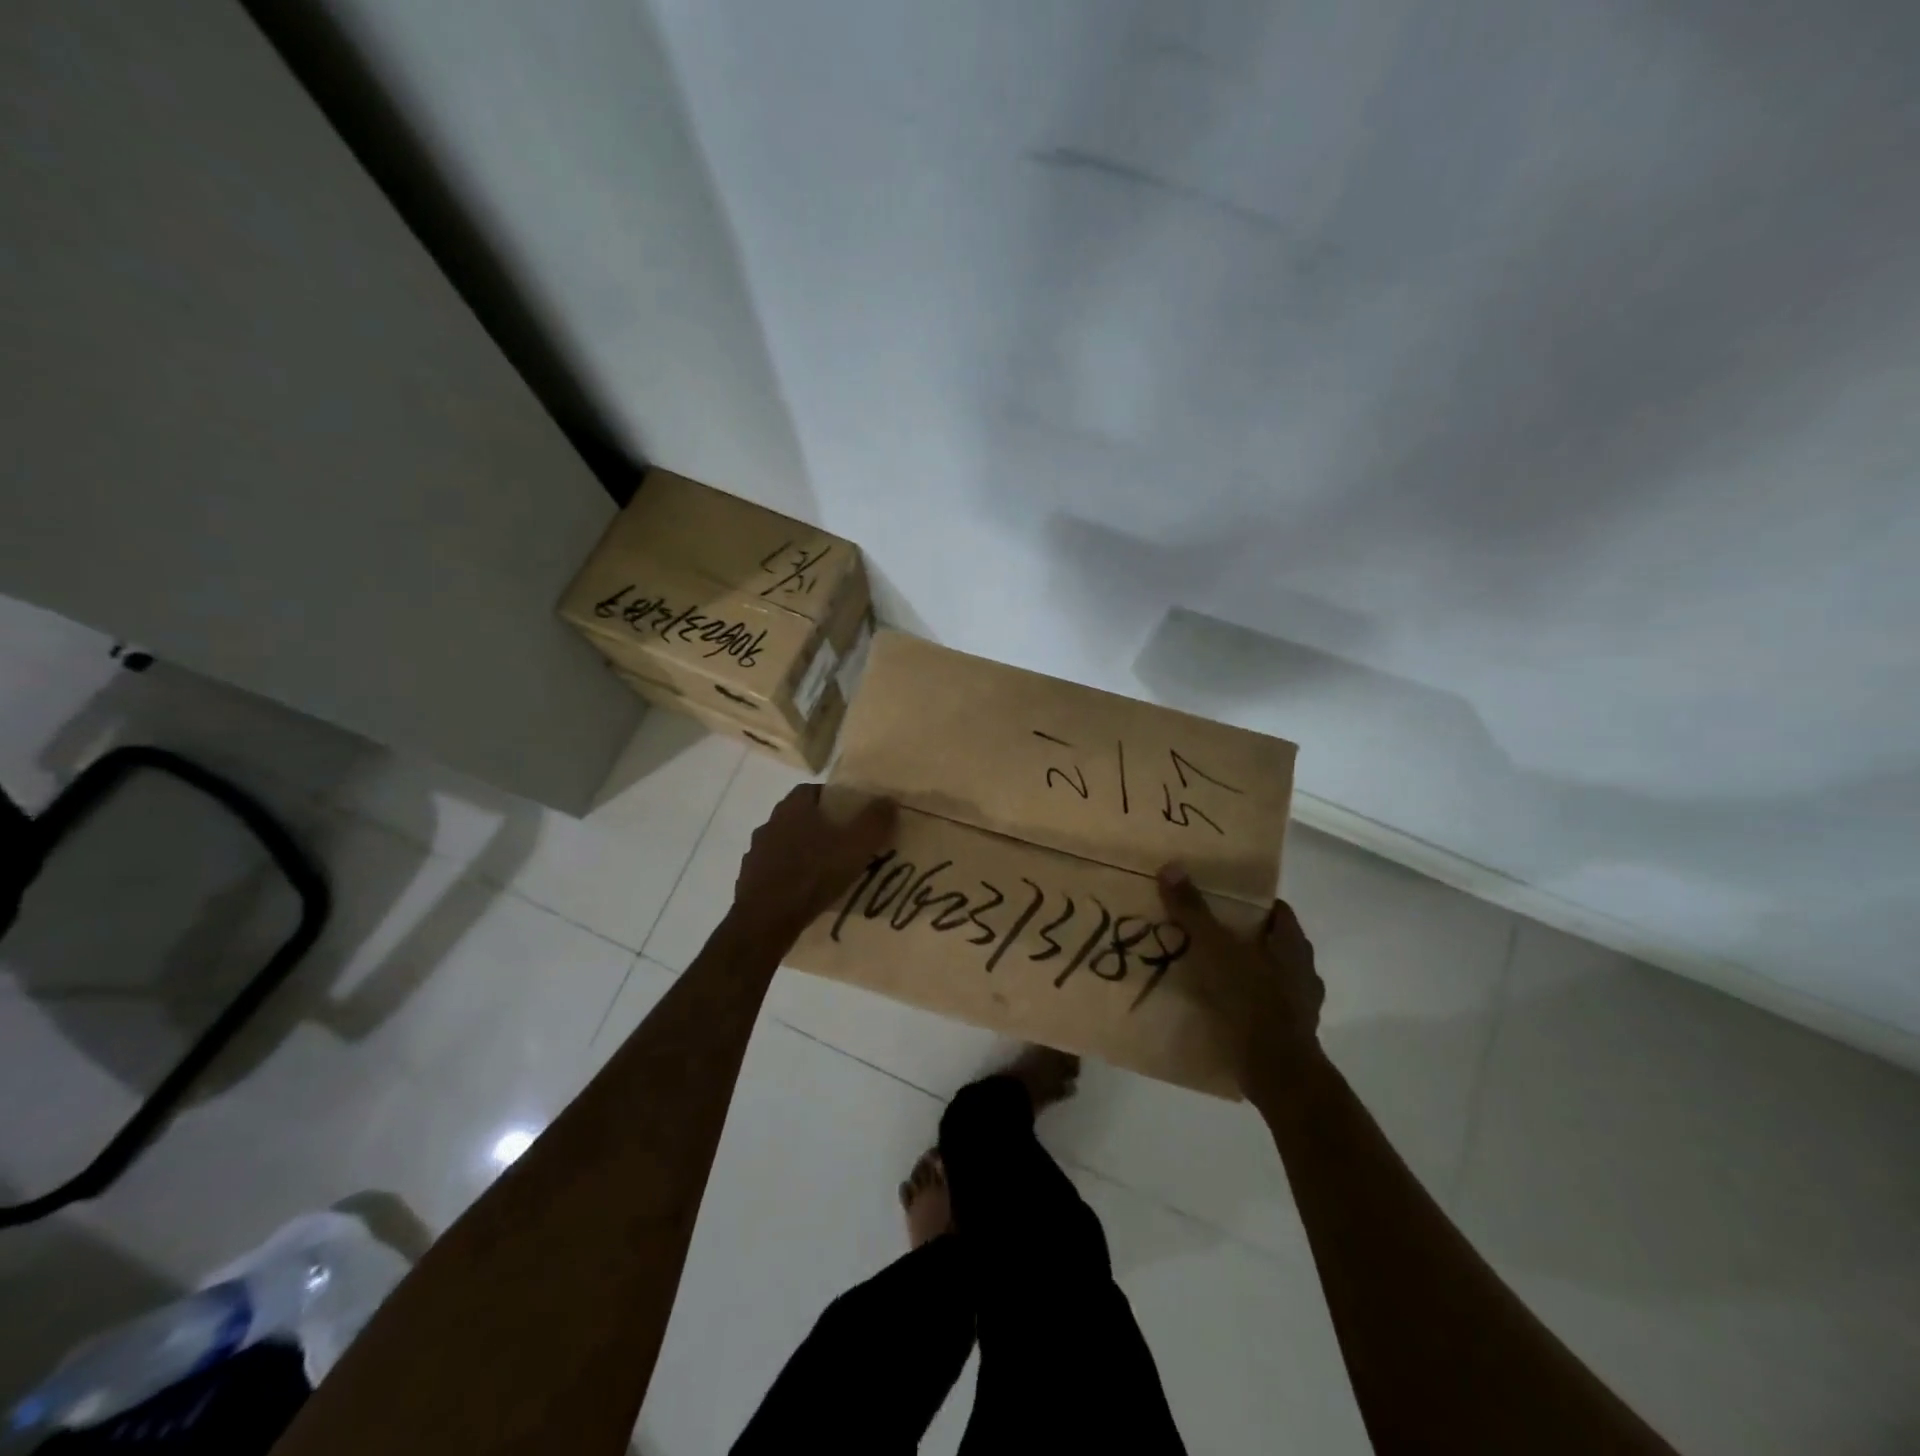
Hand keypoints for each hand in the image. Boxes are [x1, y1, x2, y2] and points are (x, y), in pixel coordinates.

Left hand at [733, 785, 896, 939]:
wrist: (766, 920)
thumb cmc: (813, 875)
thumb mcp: (855, 846)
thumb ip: (875, 821)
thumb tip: (889, 799)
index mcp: (792, 808)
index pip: (812, 790)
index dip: (833, 799)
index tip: (852, 815)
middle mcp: (770, 823)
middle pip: (799, 817)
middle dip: (821, 827)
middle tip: (844, 843)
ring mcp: (756, 853)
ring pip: (786, 844)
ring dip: (804, 852)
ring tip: (827, 870)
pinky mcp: (750, 880)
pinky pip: (775, 871)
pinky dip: (790, 876)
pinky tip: (806, 892)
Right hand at [1156, 863, 1324, 1095]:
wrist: (1276, 1071)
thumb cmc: (1249, 998)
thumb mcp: (1214, 948)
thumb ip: (1193, 910)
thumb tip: (1171, 866)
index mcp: (1293, 944)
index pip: (1275, 909)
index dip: (1250, 902)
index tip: (1220, 898)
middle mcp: (1303, 970)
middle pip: (1270, 941)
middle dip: (1241, 936)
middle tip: (1204, 931)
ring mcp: (1299, 1005)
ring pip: (1267, 975)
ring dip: (1241, 971)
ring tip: (1206, 969)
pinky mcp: (1288, 1033)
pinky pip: (1261, 1006)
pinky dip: (1242, 1002)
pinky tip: (1217, 1005)